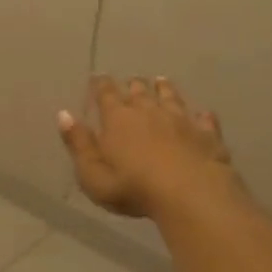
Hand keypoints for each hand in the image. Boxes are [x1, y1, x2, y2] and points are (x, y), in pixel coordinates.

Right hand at [57, 76, 237, 219]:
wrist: (191, 194)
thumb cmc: (133, 187)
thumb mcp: (92, 173)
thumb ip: (78, 143)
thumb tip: (63, 114)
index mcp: (118, 119)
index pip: (106, 94)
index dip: (100, 85)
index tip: (98, 77)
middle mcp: (149, 111)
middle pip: (139, 91)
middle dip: (133, 85)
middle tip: (131, 80)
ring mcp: (181, 120)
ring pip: (171, 98)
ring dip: (164, 89)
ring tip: (161, 81)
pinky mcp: (207, 135)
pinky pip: (204, 119)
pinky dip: (200, 115)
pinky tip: (203, 114)